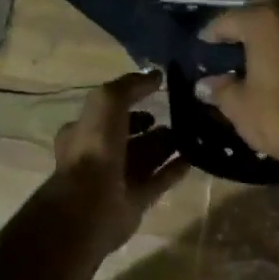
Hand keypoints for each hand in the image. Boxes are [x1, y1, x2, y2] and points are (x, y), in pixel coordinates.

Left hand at [48, 72, 186, 258]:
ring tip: (191, 132)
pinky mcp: (135, 201)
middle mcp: (99, 154)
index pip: (109, 111)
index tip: (156, 93)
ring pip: (146, 157)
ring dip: (166, 145)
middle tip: (178, 113)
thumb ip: (130, 86)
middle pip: (129, 135)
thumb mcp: (108, 101)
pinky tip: (194, 157)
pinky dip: (174, 169)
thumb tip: (155, 75)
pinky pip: (159, 180)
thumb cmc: (95, 147)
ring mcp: (117, 179)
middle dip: (150, 125)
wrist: (91, 204)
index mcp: (84, 130)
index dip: (130, 101)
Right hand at [199, 1, 278, 205]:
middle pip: (262, 6)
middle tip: (229, 41)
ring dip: (268, 29)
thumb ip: (219, 88)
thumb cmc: (275, 115)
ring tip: (251, 51)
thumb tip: (204, 85)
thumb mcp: (237, 104)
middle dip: (244, 20)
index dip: (212, 33)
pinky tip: (274, 63)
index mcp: (265, 22)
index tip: (202, 45)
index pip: (229, 19)